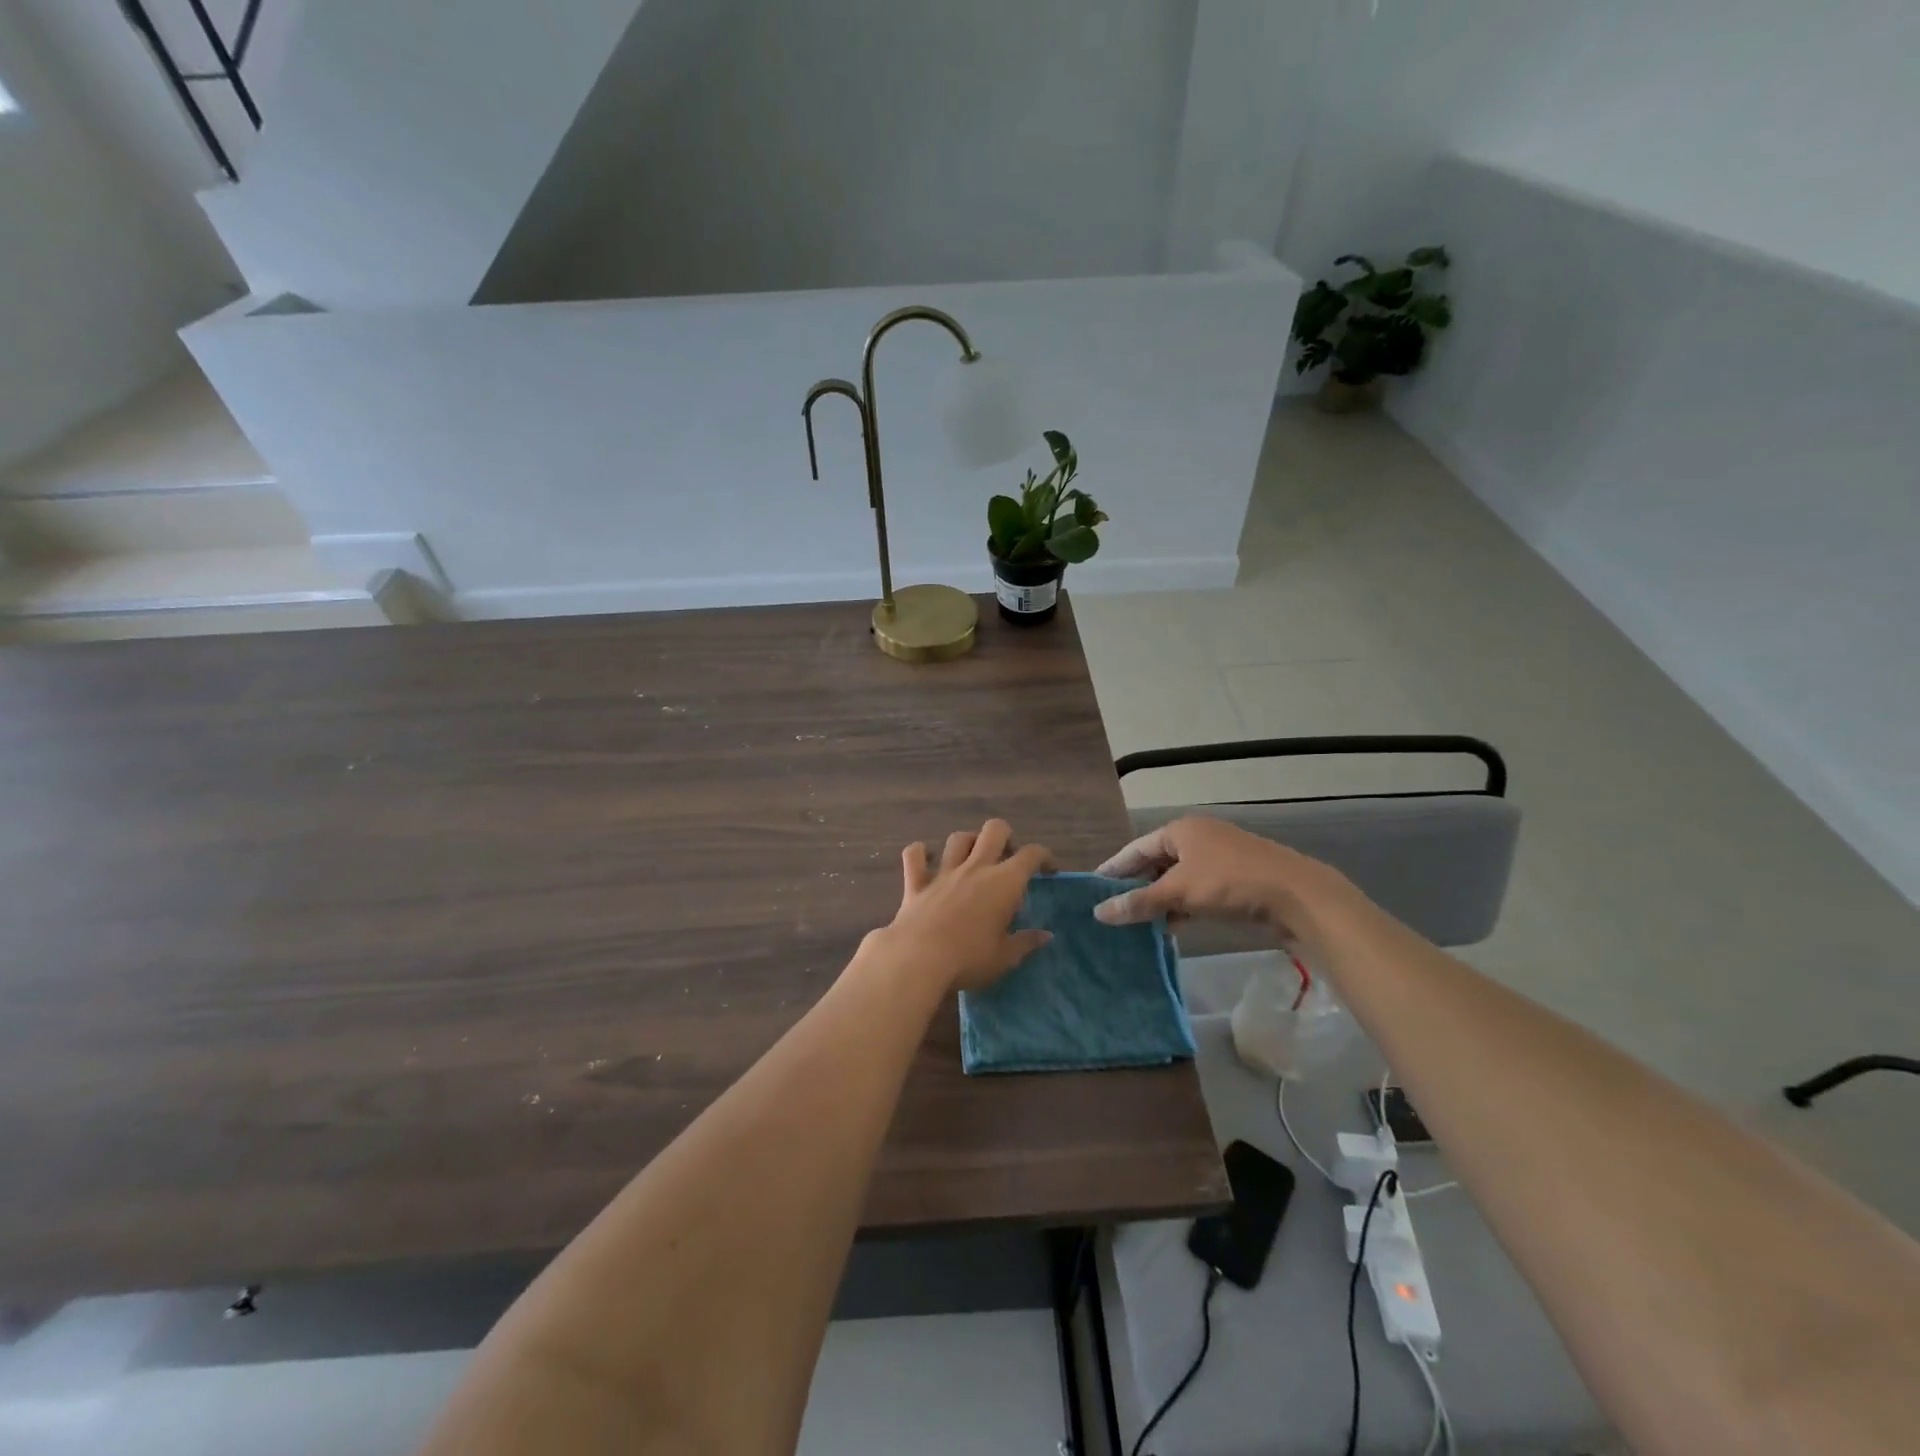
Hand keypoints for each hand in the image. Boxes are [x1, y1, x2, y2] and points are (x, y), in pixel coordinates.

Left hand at [868, 820, 1054, 992]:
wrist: (918, 959)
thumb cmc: (969, 959)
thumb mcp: (1005, 958)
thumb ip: (1026, 943)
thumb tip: (1046, 936)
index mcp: (1004, 883)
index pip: (1031, 855)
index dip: (1044, 856)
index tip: (1049, 870)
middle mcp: (976, 868)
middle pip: (994, 830)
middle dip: (1005, 836)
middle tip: (1008, 858)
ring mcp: (944, 872)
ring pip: (958, 838)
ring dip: (968, 842)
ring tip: (972, 857)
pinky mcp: (916, 883)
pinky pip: (915, 855)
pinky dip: (920, 852)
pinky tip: (925, 858)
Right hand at [1091, 815, 1357, 948]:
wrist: (1297, 896)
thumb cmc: (1231, 883)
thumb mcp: (1180, 892)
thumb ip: (1139, 903)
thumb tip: (1099, 913)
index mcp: (1182, 830)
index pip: (1136, 848)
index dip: (1114, 868)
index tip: (1093, 888)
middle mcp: (1198, 838)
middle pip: (1157, 862)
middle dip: (1137, 886)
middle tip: (1112, 909)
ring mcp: (1219, 858)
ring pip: (1178, 878)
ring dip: (1160, 899)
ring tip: (1136, 922)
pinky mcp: (1235, 880)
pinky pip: (1197, 890)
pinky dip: (1182, 905)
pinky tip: (1170, 926)